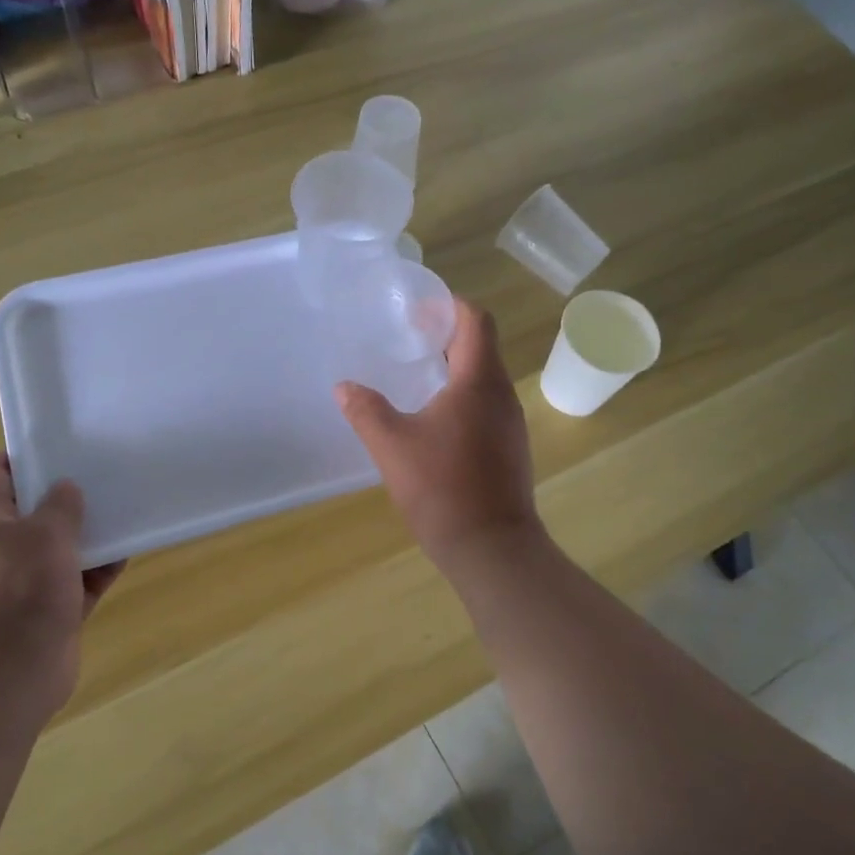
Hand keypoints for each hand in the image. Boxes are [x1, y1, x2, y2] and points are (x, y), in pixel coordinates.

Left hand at [0, 454, 124, 716]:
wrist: (10, 674)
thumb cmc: (20, 590)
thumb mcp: (45, 533)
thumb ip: (61, 504)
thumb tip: (67, 487)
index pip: (0, 474)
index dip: (28, 454)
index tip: (64, 440)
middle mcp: (0, 549)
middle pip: (35, 511)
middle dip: (68, 494)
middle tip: (105, 471)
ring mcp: (24, 582)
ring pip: (60, 547)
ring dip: (89, 533)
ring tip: (125, 507)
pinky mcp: (48, 611)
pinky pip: (78, 580)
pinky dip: (99, 568)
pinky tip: (128, 551)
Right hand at [336, 298, 542, 569]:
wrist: (491, 548)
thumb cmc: (442, 488)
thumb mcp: (392, 446)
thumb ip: (366, 411)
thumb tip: (344, 387)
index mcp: (479, 382)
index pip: (476, 321)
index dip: (450, 307)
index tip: (418, 310)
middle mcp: (502, 396)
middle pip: (481, 347)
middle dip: (447, 336)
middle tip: (409, 339)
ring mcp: (511, 424)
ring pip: (485, 379)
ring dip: (455, 368)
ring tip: (417, 376)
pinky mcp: (510, 449)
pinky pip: (487, 406)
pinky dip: (462, 398)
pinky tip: (434, 420)